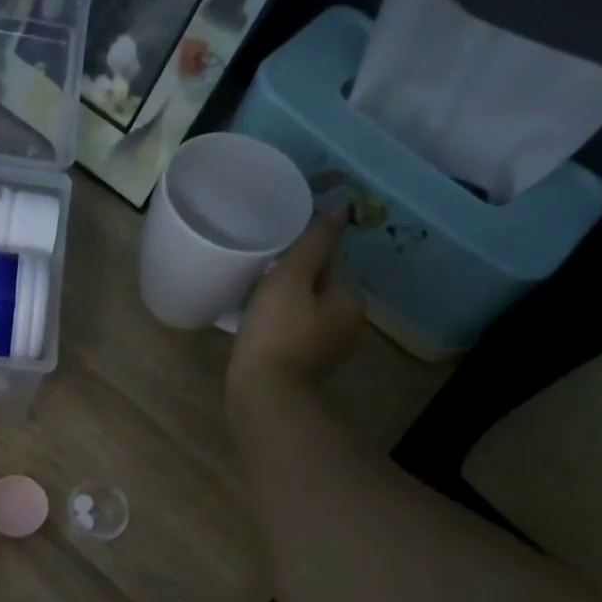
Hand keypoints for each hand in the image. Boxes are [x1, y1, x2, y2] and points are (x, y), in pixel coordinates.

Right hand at [227, 214, 363, 402]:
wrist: (263, 395)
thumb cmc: (276, 332)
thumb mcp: (292, 277)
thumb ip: (315, 241)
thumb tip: (341, 206)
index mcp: (350, 298)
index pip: (329, 261)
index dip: (299, 255)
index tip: (271, 258)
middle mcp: (348, 324)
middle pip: (317, 287)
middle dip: (291, 281)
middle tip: (256, 278)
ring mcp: (327, 350)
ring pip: (304, 312)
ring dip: (282, 305)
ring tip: (251, 302)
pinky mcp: (305, 369)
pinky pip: (292, 335)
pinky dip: (277, 329)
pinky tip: (254, 331)